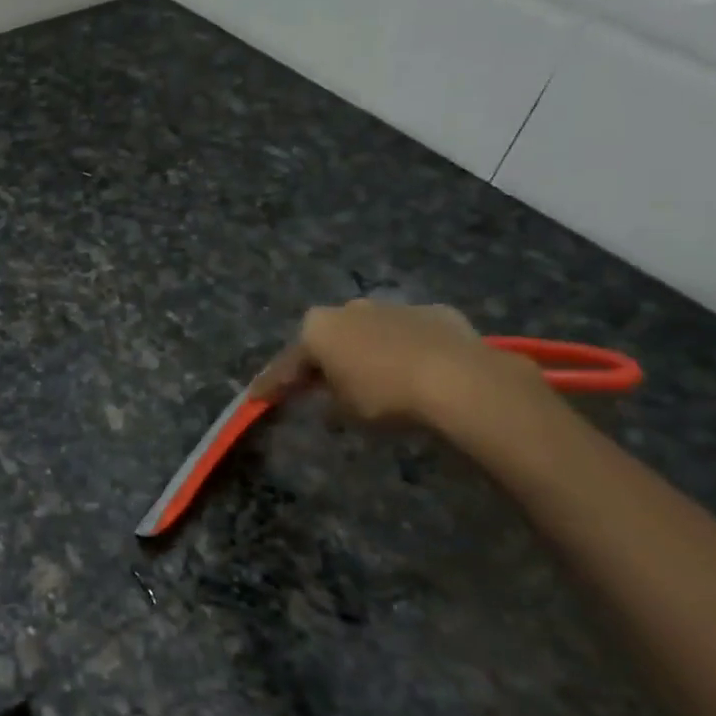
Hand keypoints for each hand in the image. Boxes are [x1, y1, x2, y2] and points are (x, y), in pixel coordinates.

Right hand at [250, 299, 541, 426]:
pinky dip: (404, 350)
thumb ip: (328, 399)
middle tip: (317, 386)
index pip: (287, 363)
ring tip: (372, 379)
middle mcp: (349, 308)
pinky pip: (409, 334)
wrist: (458, 379)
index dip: (272, 384)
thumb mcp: (345, 410)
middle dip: (323, 361)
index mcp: (318, 329)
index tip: (257, 398)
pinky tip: (414, 370)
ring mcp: (393, 306)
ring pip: (369, 332)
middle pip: (328, 339)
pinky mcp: (434, 312)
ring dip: (365, 352)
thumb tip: (329, 398)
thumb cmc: (385, 396)